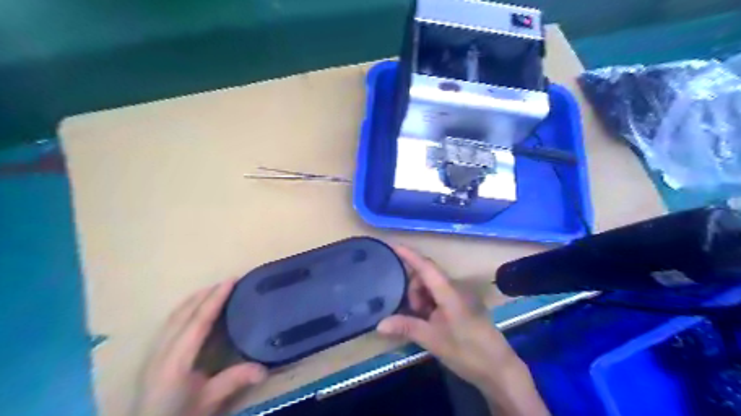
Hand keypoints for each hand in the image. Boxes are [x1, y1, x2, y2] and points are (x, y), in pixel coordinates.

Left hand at [135, 280, 267, 415]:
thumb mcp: (208, 402)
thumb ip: (234, 381)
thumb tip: (265, 368)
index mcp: (176, 360)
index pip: (198, 321)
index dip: (215, 299)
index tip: (231, 280)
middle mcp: (162, 351)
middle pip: (184, 313)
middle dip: (205, 294)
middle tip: (227, 281)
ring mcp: (154, 352)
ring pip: (174, 316)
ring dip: (194, 299)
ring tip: (212, 289)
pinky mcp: (153, 356)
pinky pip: (170, 323)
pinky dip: (184, 309)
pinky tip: (192, 309)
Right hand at [379, 246, 545, 415]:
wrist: (498, 368)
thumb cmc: (467, 351)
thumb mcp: (433, 340)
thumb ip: (407, 327)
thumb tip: (380, 324)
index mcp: (449, 292)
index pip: (426, 267)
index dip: (409, 255)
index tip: (393, 246)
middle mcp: (455, 288)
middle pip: (427, 275)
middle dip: (413, 288)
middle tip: (411, 312)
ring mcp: (460, 296)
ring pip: (433, 286)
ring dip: (421, 297)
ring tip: (421, 320)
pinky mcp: (462, 305)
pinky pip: (440, 295)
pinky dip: (429, 303)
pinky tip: (428, 320)